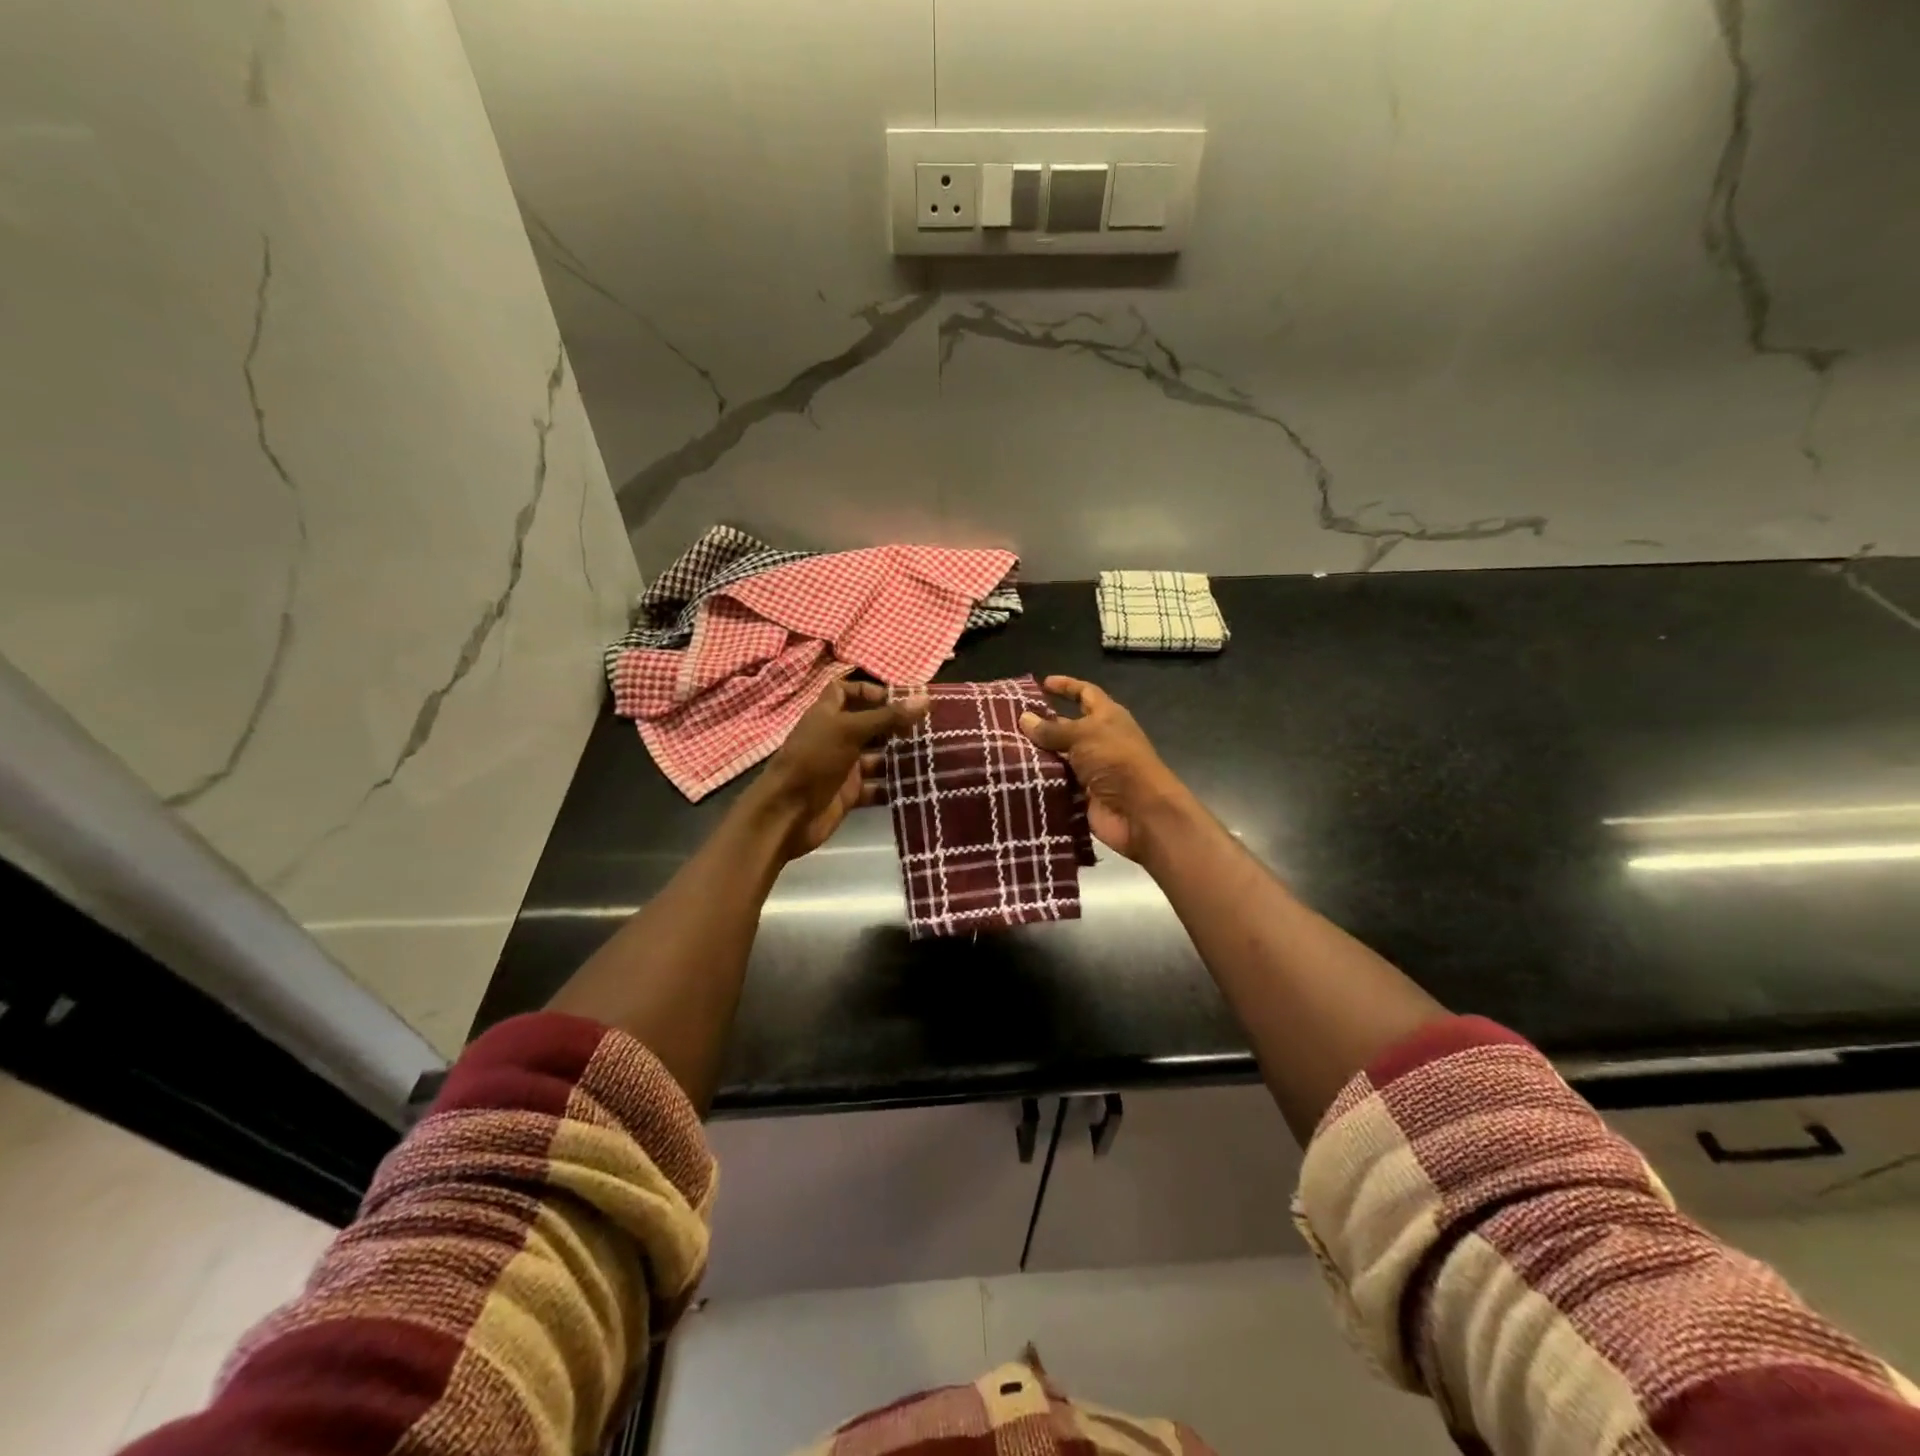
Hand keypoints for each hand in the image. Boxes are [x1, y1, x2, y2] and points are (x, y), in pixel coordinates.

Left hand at [753, 678, 928, 858]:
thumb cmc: (814, 761)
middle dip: (895, 725)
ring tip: (933, 753)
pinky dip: (894, 786)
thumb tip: (925, 699)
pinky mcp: (849, 794)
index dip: (869, 691)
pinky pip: (877, 787)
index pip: (845, 691)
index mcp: (827, 715)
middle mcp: (835, 738)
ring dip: (900, 756)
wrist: (786, 814)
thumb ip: (887, 717)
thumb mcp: (850, 731)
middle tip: (929, 726)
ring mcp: (843, 767)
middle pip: (868, 725)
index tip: (899, 698)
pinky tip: (920, 784)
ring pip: (877, 757)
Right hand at [1019, 675, 1187, 860]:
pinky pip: (1056, 783)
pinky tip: (1013, 775)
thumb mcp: (1083, 736)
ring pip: (1058, 757)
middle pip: (1067, 727)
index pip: (1085, 693)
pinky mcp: (1082, 794)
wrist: (1138, 812)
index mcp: (1107, 718)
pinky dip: (1039, 780)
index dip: (1066, 686)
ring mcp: (1091, 769)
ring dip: (1035, 755)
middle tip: (1007, 722)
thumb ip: (1052, 729)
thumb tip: (1024, 718)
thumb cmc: (1115, 760)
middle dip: (1041, 725)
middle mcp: (1099, 740)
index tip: (1042, 683)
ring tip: (1002, 749)